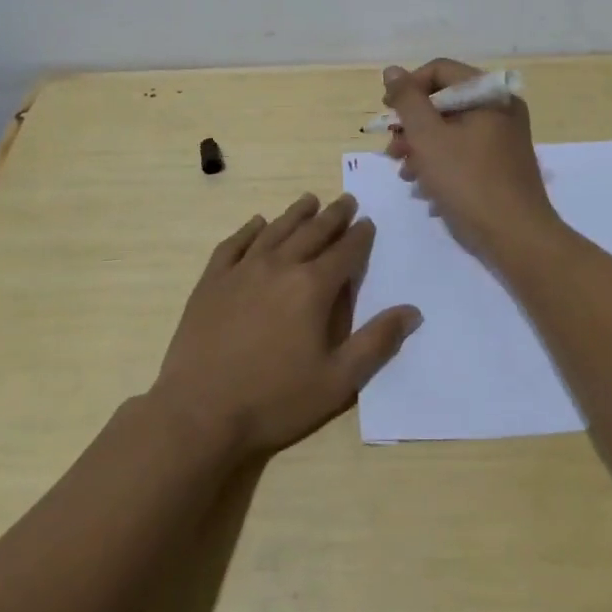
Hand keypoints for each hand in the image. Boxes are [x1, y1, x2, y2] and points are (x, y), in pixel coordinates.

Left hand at [152, 193, 421, 460]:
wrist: (200, 412)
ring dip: (296, 214)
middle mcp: (280, 266)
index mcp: (313, 287)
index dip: (360, 236)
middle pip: (312, 232)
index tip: (368, 222)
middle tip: (346, 200)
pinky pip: (234, 244)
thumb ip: (376, 342)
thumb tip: (412, 311)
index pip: (345, 252)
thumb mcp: (338, 381)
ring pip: (276, 230)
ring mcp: (242, 270)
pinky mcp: (212, 281)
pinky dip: (249, 230)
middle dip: (333, 216)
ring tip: (309, 200)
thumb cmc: (275, 399)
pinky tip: (257, 223)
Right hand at [382, 59, 564, 262]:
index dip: (408, 88)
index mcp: (489, 94)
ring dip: (422, 146)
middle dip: (413, 125)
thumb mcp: (428, 137)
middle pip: (445, 101)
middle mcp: (501, 108)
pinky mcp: (502, 163)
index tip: (387, 115)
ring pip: (452, 128)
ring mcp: (504, 137)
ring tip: (405, 173)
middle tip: (392, 150)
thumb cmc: (468, 181)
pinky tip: (425, 187)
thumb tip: (393, 71)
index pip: (439, 71)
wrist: (516, 237)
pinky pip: (465, 149)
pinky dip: (442, 161)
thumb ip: (408, 100)